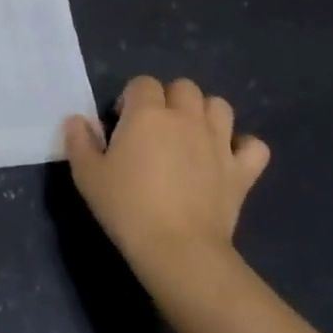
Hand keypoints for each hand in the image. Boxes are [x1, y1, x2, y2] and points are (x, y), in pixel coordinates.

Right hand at [63, 76, 269, 274]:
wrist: (178, 250)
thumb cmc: (127, 208)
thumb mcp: (87, 175)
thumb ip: (79, 141)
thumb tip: (77, 120)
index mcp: (147, 113)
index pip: (142, 83)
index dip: (131, 98)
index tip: (122, 124)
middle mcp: (186, 118)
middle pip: (184, 87)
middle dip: (169, 99)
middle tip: (156, 128)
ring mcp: (218, 142)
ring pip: (220, 106)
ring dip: (205, 114)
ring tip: (191, 136)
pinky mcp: (242, 170)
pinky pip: (254, 146)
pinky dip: (243, 147)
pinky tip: (228, 159)